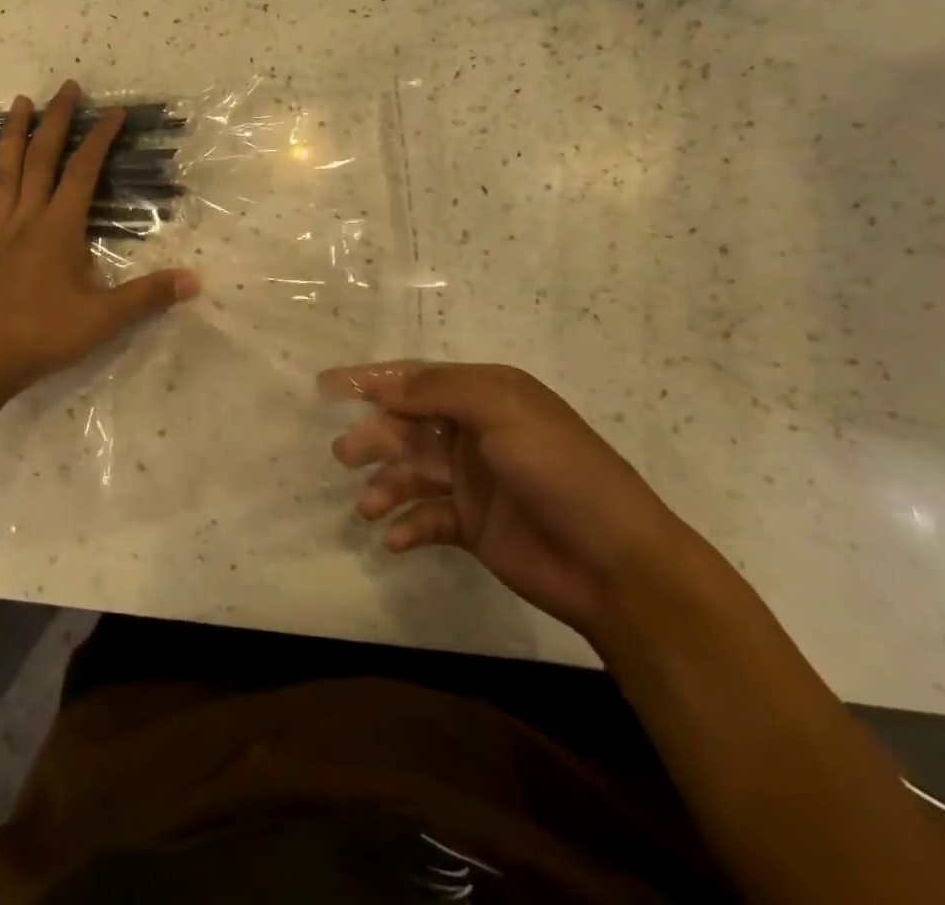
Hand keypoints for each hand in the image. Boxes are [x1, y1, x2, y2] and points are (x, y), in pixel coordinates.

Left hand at [0, 80, 198, 396]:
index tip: (115, 112)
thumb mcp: (104, 319)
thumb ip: (148, 296)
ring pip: (5, 172)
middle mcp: (27, 219)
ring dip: (14, 135)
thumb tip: (195, 279)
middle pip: (42, 159)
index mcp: (60, 229)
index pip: (83, 172)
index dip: (100, 139)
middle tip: (67, 87)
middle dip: (57, 120)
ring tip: (20, 102)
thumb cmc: (43, 336)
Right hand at [324, 360, 696, 645]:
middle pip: (407, 427)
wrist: (617, 564)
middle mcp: (475, 432)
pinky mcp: (473, 525)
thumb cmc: (560, 472)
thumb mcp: (503, 411)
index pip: (418, 379)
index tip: (327, 387)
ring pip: (412, 473)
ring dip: (385, 485)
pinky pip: (427, 518)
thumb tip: (384, 388)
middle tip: (344, 455)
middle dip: (374, 437)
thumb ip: (439, 391)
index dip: (373, 381)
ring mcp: (473, 480)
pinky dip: (407, 525)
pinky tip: (394, 539)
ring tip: (365, 506)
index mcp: (486, 395)